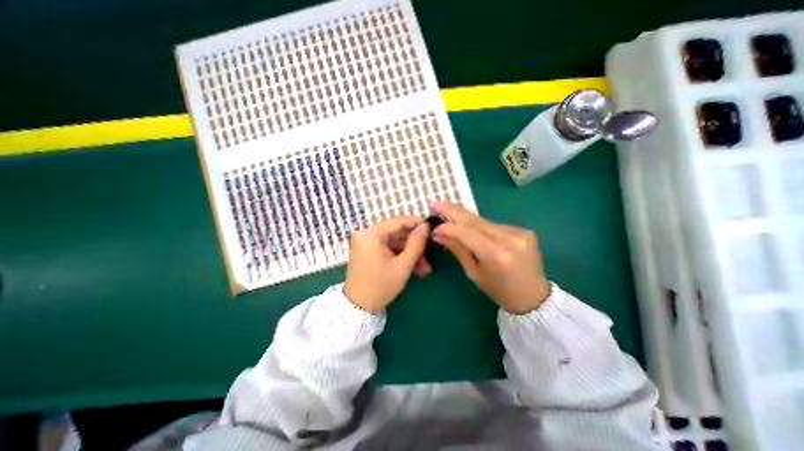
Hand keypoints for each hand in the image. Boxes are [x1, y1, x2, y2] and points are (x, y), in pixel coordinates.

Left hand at [346, 217, 432, 311]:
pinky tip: (413, 269)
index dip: (417, 224)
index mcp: (372, 234)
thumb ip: (416, 243)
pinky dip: (400, 258)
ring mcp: (367, 244)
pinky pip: (388, 250)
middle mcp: (367, 234)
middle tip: (431, 256)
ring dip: (410, 255)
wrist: (357, 308)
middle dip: (415, 246)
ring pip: (395, 244)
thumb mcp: (403, 265)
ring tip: (425, 270)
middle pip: (397, 234)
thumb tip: (426, 226)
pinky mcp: (368, 252)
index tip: (432, 228)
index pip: (399, 221)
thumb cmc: (381, 286)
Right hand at [430, 200, 549, 312]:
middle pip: (475, 220)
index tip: (434, 226)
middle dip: (453, 210)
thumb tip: (439, 234)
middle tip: (436, 204)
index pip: (466, 233)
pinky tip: (473, 229)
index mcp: (496, 255)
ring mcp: (520, 232)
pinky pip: (495, 225)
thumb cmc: (499, 290)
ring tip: (450, 214)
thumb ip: (458, 249)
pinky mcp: (524, 230)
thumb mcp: (474, 273)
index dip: (448, 227)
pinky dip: (481, 226)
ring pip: (484, 221)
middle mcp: (510, 239)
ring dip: (466, 219)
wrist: (534, 297)